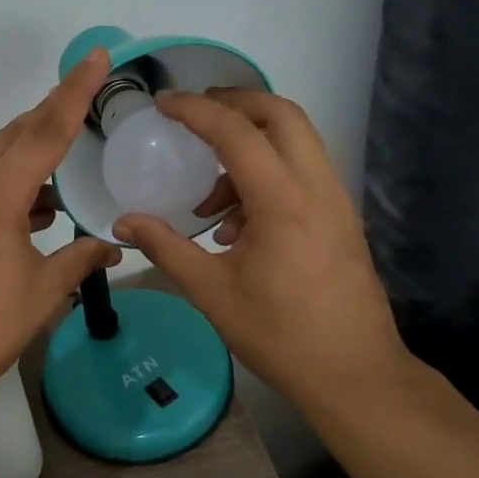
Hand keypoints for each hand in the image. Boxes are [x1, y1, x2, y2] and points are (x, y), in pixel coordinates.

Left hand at [0, 49, 122, 412]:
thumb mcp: (43, 291)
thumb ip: (81, 258)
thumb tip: (114, 246)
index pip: (45, 132)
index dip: (74, 92)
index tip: (95, 57)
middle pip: (13, 136)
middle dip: (50, 115)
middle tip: (84, 100)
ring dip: (27, 155)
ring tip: (63, 164)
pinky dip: (5, 184)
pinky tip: (31, 208)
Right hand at [112, 89, 411, 416]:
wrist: (356, 375)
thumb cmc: (280, 335)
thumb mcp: (212, 292)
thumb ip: (165, 248)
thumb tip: (122, 222)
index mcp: (282, 201)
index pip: (236, 131)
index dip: (195, 110)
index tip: (162, 105)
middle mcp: (316, 188)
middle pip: (281, 114)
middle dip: (235, 103)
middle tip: (194, 115)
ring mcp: (336, 202)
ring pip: (297, 141)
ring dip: (251, 144)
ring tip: (209, 196)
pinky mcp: (342, 219)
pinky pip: (304, 172)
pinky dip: (268, 174)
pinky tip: (237, 226)